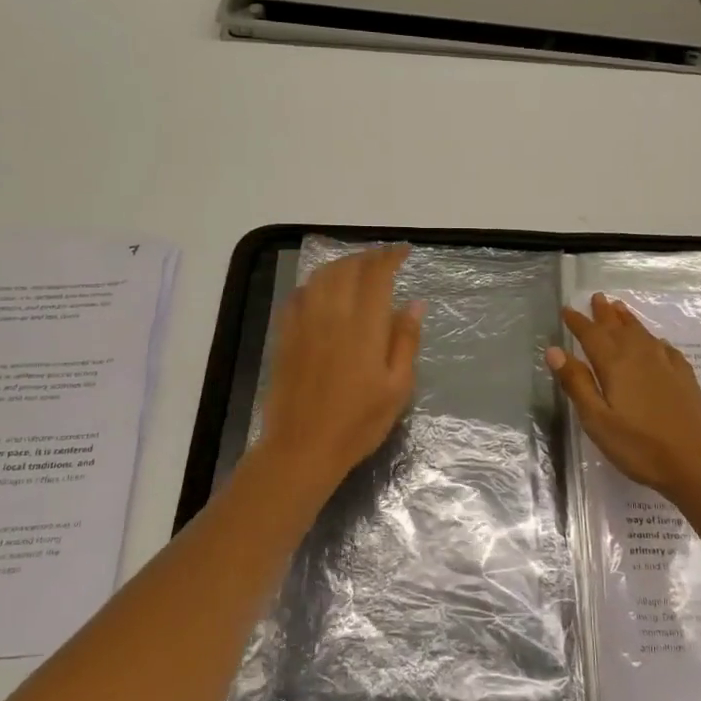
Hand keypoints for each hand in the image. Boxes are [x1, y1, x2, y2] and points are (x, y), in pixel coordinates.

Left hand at [255, 244, 423, 495]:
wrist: (302, 448)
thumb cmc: (358, 423)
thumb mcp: (397, 387)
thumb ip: (405, 340)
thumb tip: (415, 303)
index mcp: (363, 326)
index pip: (376, 274)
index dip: (390, 257)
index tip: (403, 252)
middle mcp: (331, 314)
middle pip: (347, 268)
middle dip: (367, 257)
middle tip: (383, 260)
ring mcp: (304, 323)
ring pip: (321, 276)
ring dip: (341, 265)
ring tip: (357, 269)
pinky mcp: (285, 335)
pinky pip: (299, 295)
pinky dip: (316, 283)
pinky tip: (323, 291)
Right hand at [546, 293, 700, 505]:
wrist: (698, 464)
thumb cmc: (640, 447)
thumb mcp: (597, 420)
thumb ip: (577, 383)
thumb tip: (555, 350)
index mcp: (615, 365)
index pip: (591, 335)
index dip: (578, 322)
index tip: (566, 310)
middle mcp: (640, 356)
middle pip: (618, 328)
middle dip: (604, 313)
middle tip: (596, 297)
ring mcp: (667, 365)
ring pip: (643, 333)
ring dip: (628, 320)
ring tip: (619, 308)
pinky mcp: (686, 378)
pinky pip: (665, 348)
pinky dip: (654, 339)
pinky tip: (657, 342)